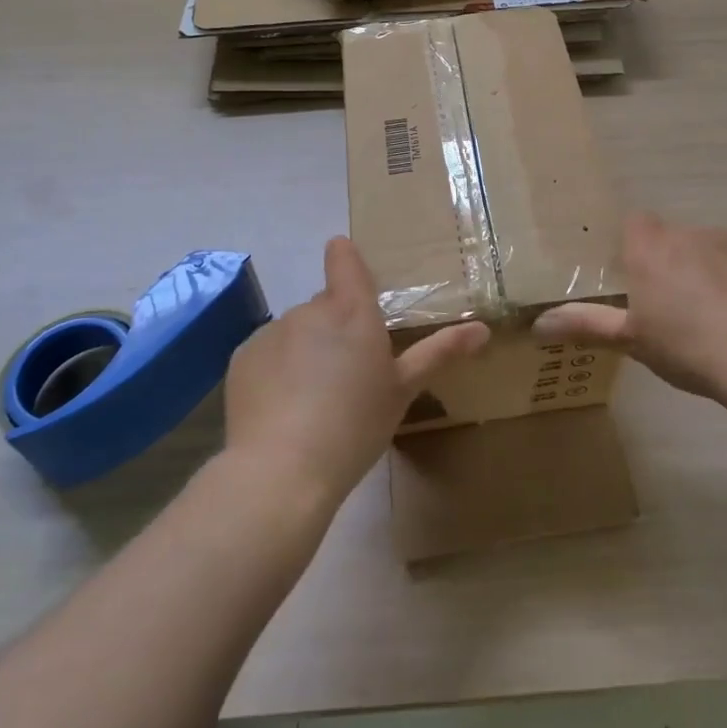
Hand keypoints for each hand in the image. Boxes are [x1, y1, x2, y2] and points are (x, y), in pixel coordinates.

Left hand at [224, 237, 488, 504]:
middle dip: (335, 327)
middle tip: (347, 374)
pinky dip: (276, 369)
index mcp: (351, 310)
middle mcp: (309, 309)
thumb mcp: (403, 390)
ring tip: (313, 399)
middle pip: (324, 305)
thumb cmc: (355, 425)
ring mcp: (272, 331)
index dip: (346, 257)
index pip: (344, 258)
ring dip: (305, 349)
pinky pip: (267, 352)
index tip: (350, 271)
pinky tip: (283, 408)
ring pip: (296, 330)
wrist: (282, 470)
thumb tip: (483, 328)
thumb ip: (440, 352)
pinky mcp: (243, 357)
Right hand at [535, 212, 726, 418]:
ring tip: (720, 313)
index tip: (639, 280)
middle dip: (673, 263)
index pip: (635, 224)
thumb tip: (537, 325)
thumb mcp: (632, 341)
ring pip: (710, 246)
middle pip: (673, 238)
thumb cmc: (690, 350)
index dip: (635, 248)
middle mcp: (687, 232)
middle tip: (678, 306)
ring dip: (708, 268)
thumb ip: (585, 325)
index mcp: (650, 249)